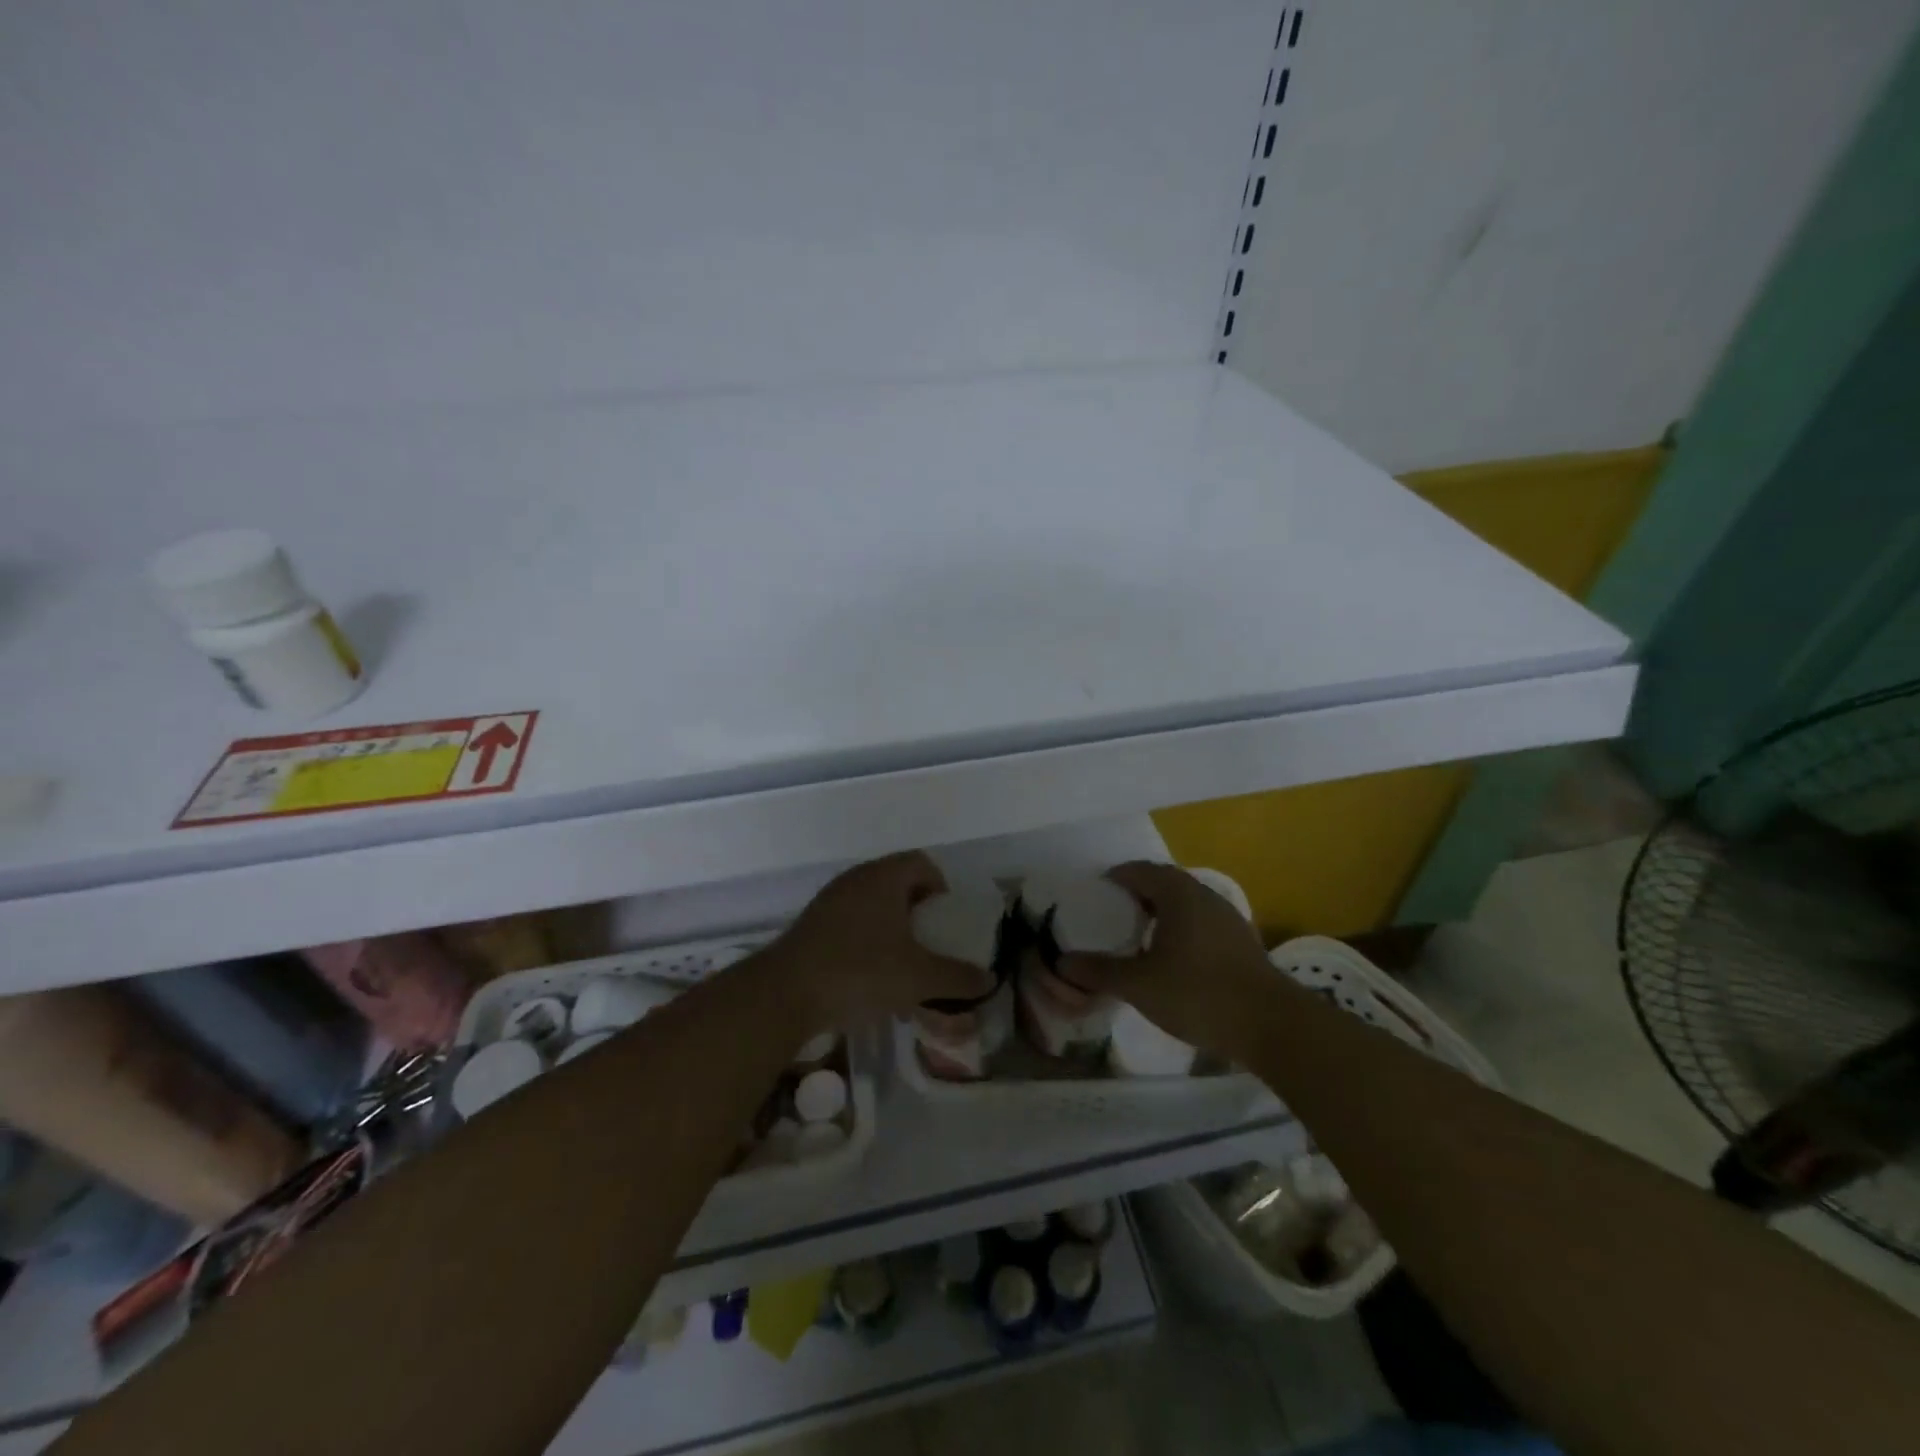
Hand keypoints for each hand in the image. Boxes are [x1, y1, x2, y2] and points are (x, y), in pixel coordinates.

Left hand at [770, 852, 994, 1029]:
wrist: (785, 993)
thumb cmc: (860, 971)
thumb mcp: (919, 977)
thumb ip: (957, 977)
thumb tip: (988, 978)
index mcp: (884, 877)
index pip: (922, 863)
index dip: (942, 887)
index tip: (948, 921)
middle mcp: (857, 879)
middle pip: (898, 884)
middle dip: (919, 914)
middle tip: (931, 945)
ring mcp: (830, 901)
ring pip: (874, 907)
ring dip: (893, 932)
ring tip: (904, 969)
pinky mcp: (812, 925)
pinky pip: (852, 925)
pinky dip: (868, 944)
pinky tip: (872, 982)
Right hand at [1058, 861, 1272, 1060]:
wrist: (1271, 1025)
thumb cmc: (1198, 994)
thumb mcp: (1140, 985)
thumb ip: (1100, 971)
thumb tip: (1062, 962)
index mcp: (1178, 894)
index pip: (1140, 870)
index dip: (1115, 877)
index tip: (1095, 892)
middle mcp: (1204, 896)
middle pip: (1164, 883)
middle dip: (1137, 894)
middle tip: (1112, 914)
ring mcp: (1228, 918)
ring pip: (1185, 903)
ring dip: (1161, 912)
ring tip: (1138, 936)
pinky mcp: (1241, 942)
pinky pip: (1201, 922)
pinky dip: (1180, 929)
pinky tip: (1172, 959)